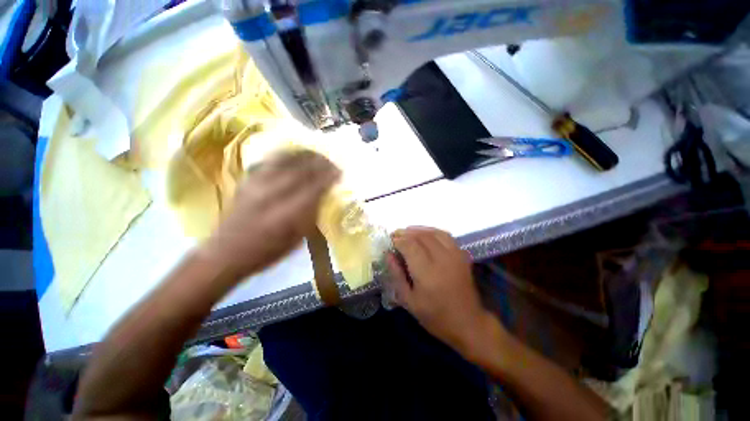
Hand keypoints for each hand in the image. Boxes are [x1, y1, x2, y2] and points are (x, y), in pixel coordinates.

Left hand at [201, 150, 339, 277]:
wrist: (225, 253)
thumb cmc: (266, 252)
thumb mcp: (296, 240)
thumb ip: (310, 216)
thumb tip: (322, 197)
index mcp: (287, 214)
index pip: (313, 188)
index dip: (329, 177)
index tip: (340, 172)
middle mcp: (272, 194)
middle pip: (301, 170)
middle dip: (320, 163)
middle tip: (332, 162)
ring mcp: (258, 184)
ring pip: (286, 160)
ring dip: (305, 155)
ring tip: (318, 154)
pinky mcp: (248, 180)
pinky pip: (271, 160)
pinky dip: (287, 154)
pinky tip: (295, 154)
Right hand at [387, 227, 496, 354]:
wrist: (468, 323)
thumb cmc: (435, 316)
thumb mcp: (408, 300)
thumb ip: (396, 274)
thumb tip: (388, 254)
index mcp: (427, 273)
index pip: (410, 246)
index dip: (398, 240)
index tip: (390, 241)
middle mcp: (442, 259)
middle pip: (421, 236)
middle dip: (405, 233)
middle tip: (395, 235)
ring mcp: (454, 255)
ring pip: (433, 233)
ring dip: (418, 229)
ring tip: (407, 232)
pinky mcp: (462, 255)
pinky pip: (445, 235)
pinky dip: (432, 231)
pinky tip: (424, 233)